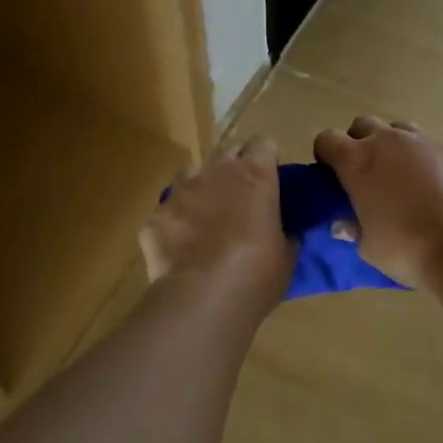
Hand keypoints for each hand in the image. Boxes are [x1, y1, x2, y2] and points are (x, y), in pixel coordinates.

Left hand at [142, 138, 294, 308]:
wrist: (203, 297)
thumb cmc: (258, 272)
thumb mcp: (287, 253)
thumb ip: (286, 232)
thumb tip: (286, 232)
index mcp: (255, 174)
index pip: (264, 144)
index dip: (267, 160)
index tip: (271, 181)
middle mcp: (215, 172)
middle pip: (227, 154)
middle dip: (235, 171)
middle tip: (242, 201)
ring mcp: (180, 192)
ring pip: (192, 175)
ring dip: (202, 190)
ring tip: (208, 220)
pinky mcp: (155, 217)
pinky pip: (168, 212)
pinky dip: (176, 224)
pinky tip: (182, 249)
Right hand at [312, 117, 442, 285]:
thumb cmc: (407, 248)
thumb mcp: (369, 248)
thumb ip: (354, 230)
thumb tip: (344, 225)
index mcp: (358, 160)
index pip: (327, 139)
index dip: (326, 155)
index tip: (332, 175)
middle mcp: (390, 141)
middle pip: (364, 124)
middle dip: (360, 143)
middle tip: (367, 174)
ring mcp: (428, 142)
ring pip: (402, 130)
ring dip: (396, 147)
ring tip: (404, 178)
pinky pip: (436, 148)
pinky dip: (431, 162)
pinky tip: (440, 189)